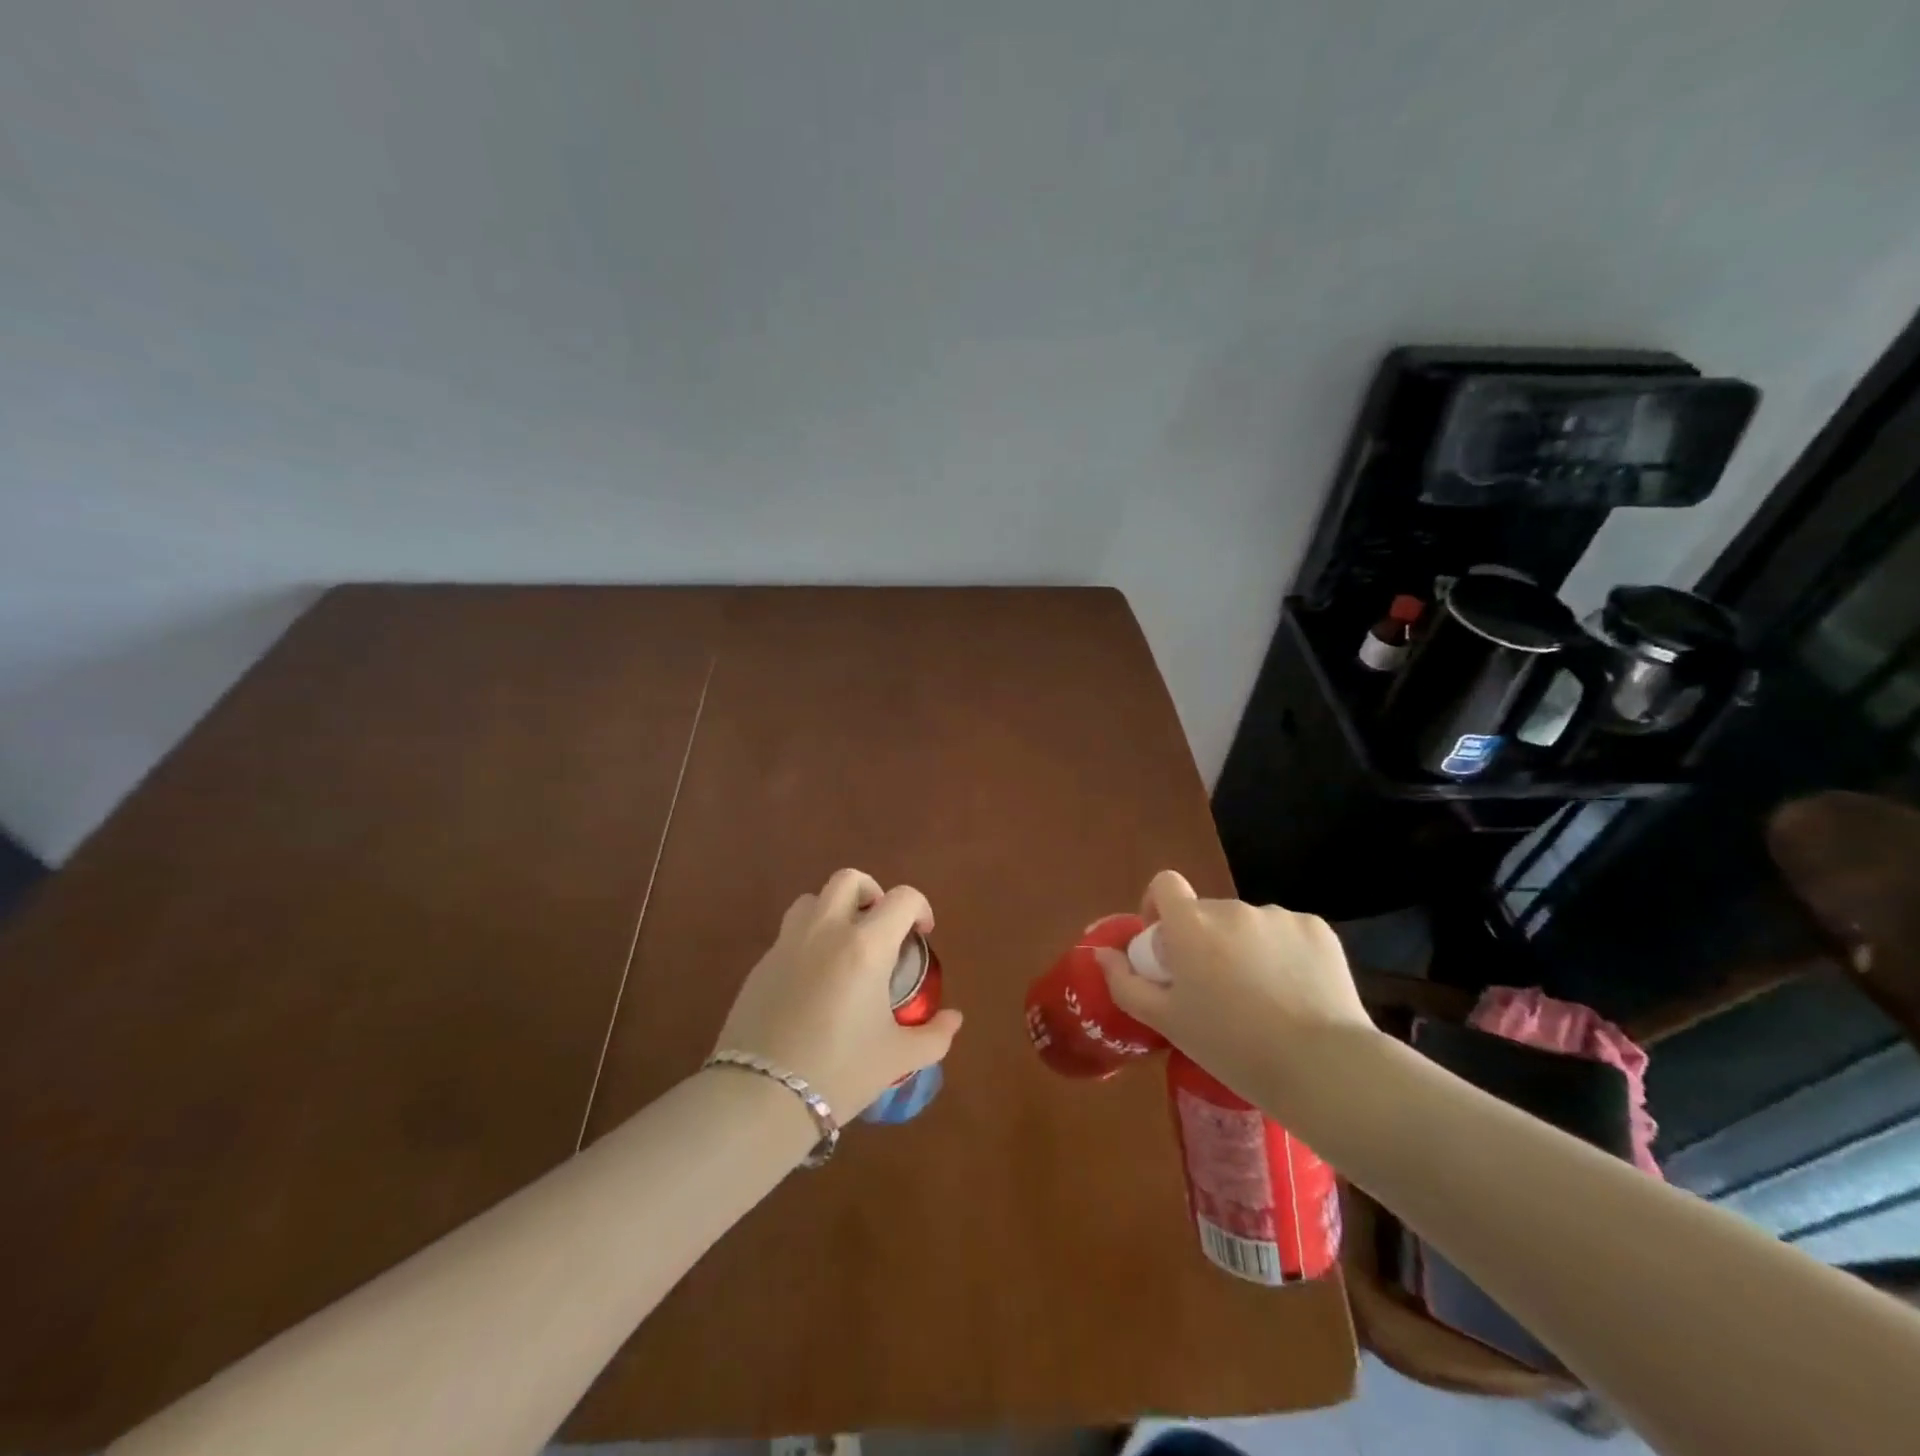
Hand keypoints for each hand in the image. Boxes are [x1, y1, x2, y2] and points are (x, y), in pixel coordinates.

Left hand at [714, 868, 963, 1118]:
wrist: (760, 1097)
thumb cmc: (840, 1071)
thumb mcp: (897, 1058)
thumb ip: (933, 1035)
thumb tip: (954, 1019)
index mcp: (866, 945)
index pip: (902, 898)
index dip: (920, 909)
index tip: (923, 935)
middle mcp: (826, 931)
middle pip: (849, 879)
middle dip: (872, 892)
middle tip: (881, 928)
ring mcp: (788, 944)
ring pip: (812, 899)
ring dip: (834, 910)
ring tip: (844, 946)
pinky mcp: (761, 964)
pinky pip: (789, 934)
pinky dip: (808, 941)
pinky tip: (814, 982)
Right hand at [1094, 870, 1373, 1089]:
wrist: (1321, 1067)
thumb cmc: (1232, 1046)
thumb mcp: (1167, 1022)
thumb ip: (1126, 983)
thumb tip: (1103, 955)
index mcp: (1191, 925)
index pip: (1164, 884)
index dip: (1159, 908)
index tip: (1165, 945)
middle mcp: (1232, 909)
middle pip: (1207, 913)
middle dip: (1204, 941)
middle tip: (1215, 989)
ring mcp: (1278, 916)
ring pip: (1248, 925)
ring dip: (1245, 948)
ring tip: (1262, 999)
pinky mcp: (1317, 929)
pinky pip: (1287, 933)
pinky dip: (1284, 954)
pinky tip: (1295, 993)